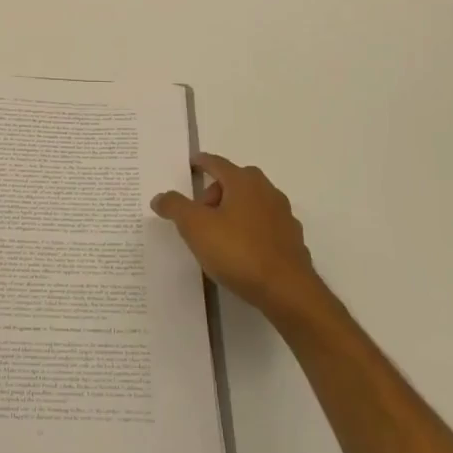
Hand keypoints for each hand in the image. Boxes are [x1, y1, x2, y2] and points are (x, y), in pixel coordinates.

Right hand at [152, 153, 330, 325]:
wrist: (286, 290)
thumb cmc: (237, 251)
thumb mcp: (195, 227)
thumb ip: (175, 207)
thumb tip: (160, 197)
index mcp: (243, 182)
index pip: (218, 164)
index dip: (202, 162)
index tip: (192, 164)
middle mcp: (267, 191)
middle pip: (236, 182)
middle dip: (215, 192)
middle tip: (199, 213)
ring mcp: (283, 215)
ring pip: (252, 203)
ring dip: (233, 211)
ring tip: (218, 235)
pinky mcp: (292, 239)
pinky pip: (264, 226)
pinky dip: (250, 230)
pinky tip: (241, 251)